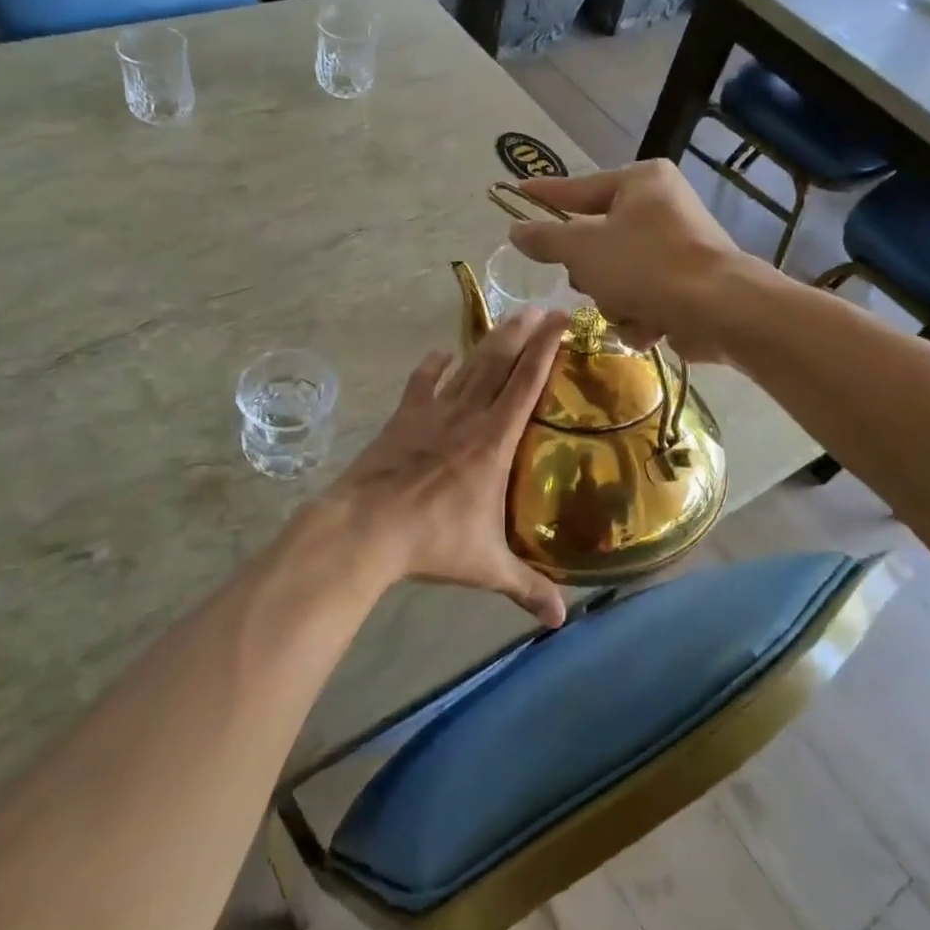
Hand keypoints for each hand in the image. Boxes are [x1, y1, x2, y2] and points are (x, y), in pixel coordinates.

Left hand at [320, 308, 568, 627]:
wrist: (365, 528)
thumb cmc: (431, 543)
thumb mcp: (486, 567)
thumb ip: (525, 588)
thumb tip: (560, 622)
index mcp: (493, 442)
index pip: (527, 385)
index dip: (547, 350)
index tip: (564, 321)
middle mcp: (467, 417)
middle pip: (500, 364)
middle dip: (524, 333)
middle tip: (543, 307)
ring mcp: (432, 414)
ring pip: (468, 367)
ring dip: (490, 341)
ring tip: (510, 317)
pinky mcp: (402, 419)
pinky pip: (421, 384)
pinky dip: (433, 366)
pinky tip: (440, 353)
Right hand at [507, 161, 740, 362]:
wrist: (718, 310)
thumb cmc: (646, 266)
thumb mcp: (583, 249)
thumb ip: (545, 239)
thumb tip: (516, 230)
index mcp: (641, 182)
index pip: (579, 188)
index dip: (545, 195)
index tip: (517, 193)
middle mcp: (663, 207)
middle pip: (598, 240)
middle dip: (592, 272)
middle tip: (592, 281)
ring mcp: (679, 246)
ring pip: (617, 275)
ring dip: (615, 300)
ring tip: (630, 308)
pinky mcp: (689, 283)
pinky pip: (643, 296)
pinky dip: (641, 314)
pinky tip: (651, 324)